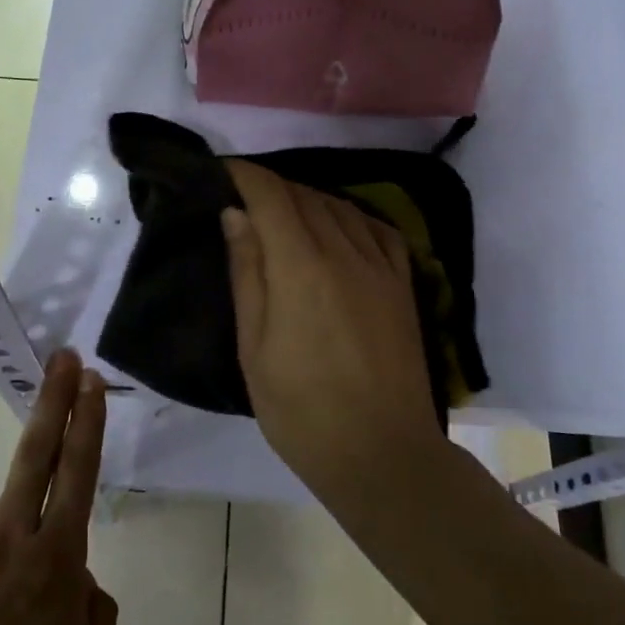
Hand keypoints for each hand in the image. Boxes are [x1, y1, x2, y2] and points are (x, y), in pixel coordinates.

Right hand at [222, 160, 443, 492]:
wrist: (380, 453)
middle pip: (305, 196)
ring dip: (306, 198)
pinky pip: (377, 229)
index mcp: (302, 267)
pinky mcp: (404, 285)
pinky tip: (337, 227)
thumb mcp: (254, 347)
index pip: (270, 196)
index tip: (220, 171)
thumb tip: (235, 215)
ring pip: (340, 207)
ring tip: (281, 211)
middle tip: (241, 196)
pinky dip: (349, 216)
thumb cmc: (300, 409)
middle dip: (270, 186)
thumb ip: (247, 273)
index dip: (244, 175)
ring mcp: (381, 267)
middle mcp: (346, 252)